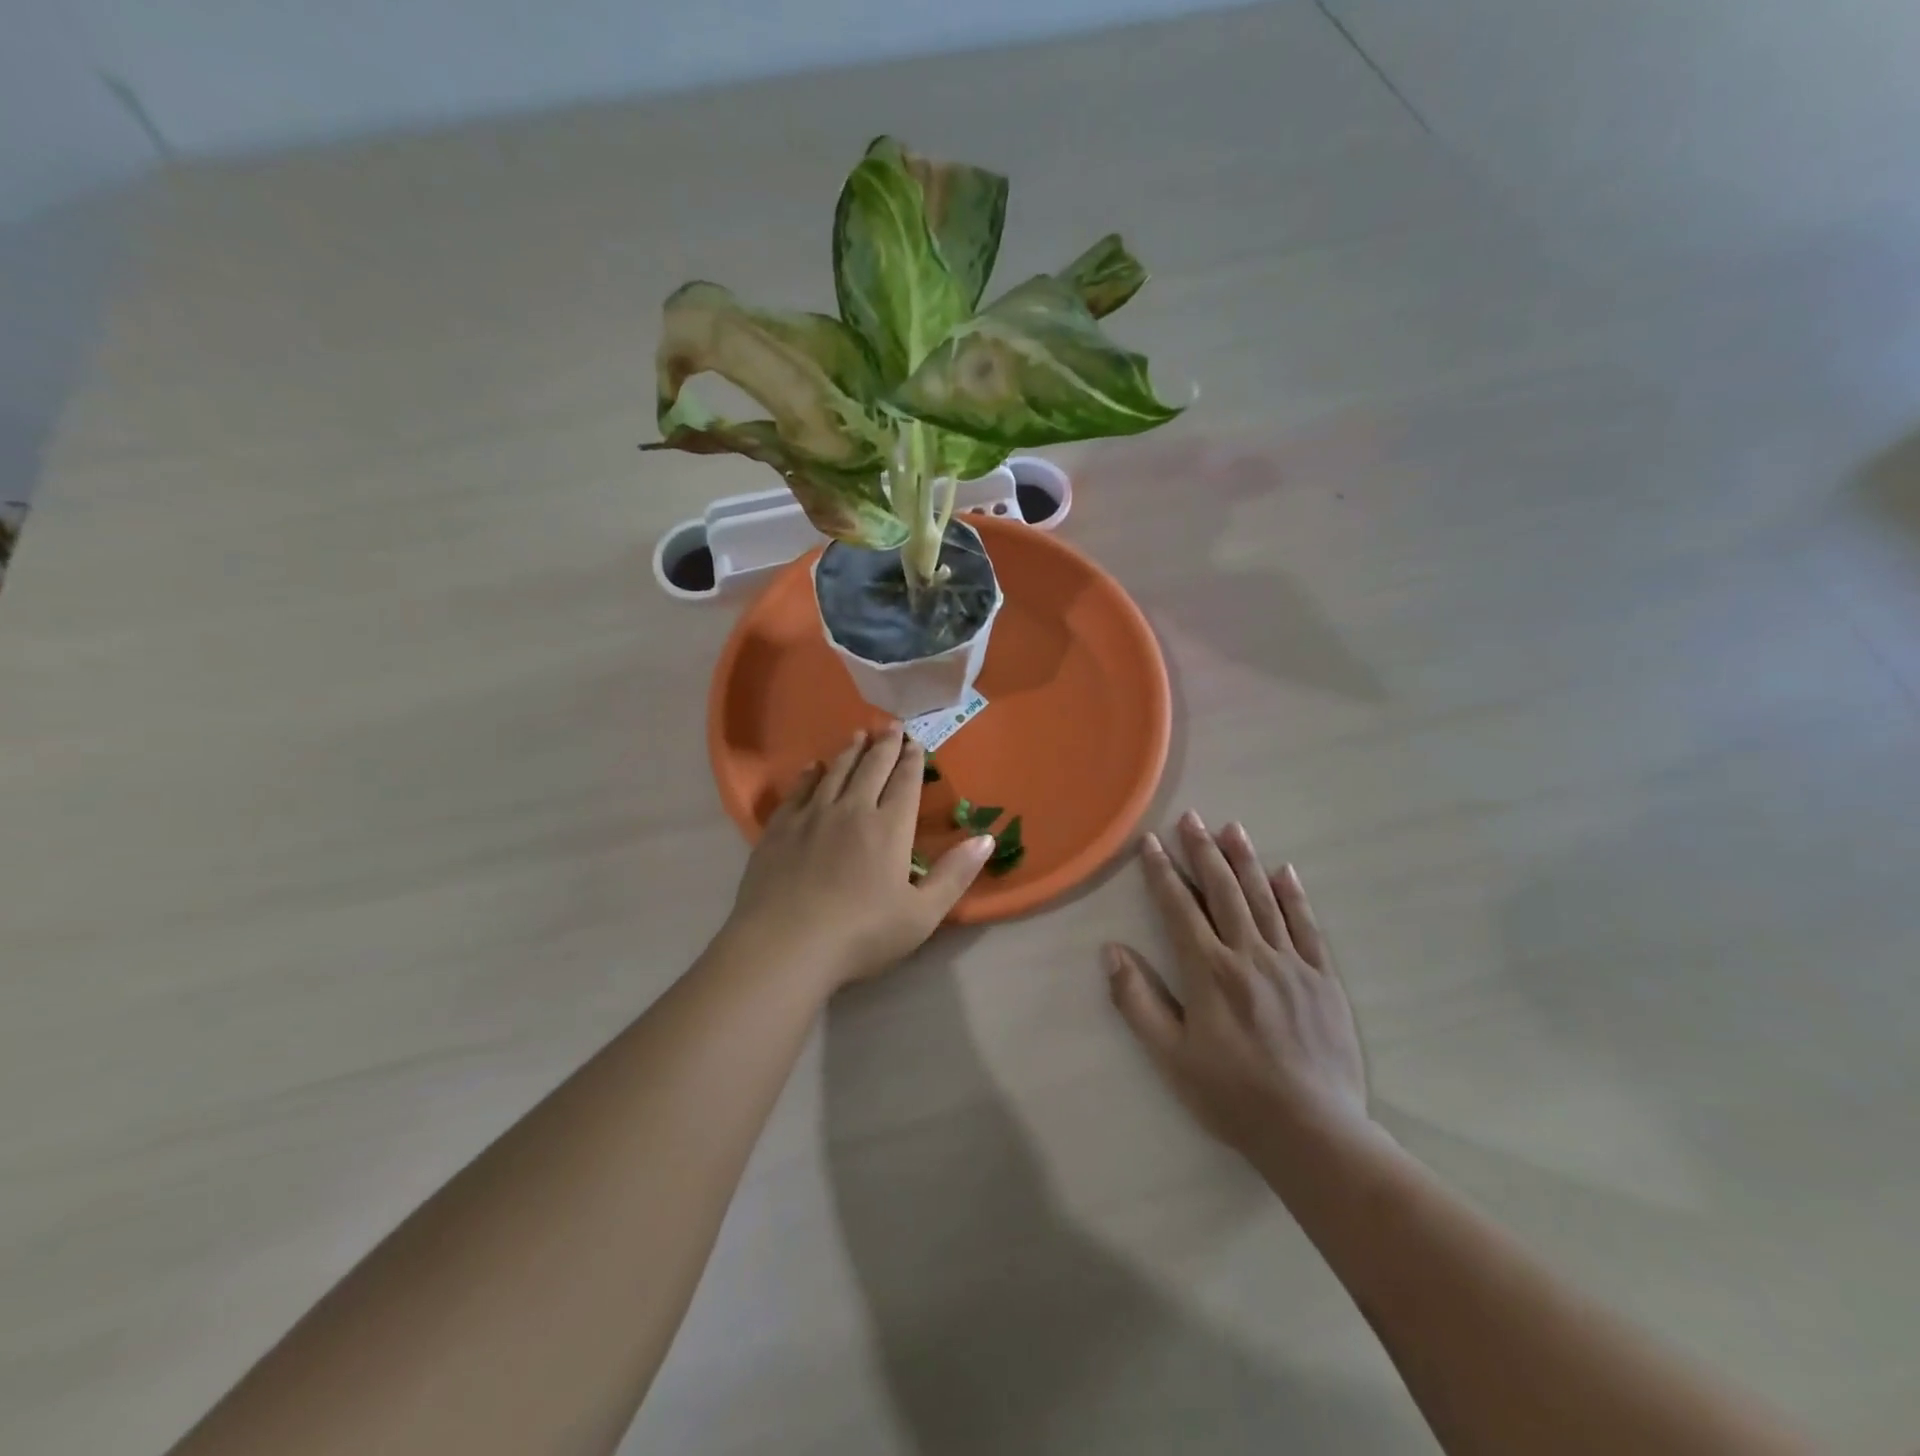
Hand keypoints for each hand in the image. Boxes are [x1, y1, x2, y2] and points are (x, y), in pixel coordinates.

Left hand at [724, 726, 995, 988]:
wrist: (785, 946)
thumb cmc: (861, 935)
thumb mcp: (922, 915)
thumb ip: (955, 875)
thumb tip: (987, 838)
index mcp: (889, 828)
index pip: (905, 783)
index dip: (913, 761)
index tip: (916, 742)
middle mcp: (852, 810)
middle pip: (872, 768)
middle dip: (885, 745)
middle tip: (891, 726)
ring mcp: (812, 816)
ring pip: (836, 772)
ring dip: (850, 751)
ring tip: (858, 734)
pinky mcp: (780, 829)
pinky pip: (799, 790)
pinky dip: (810, 774)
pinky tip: (814, 767)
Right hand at [1106, 812, 1372, 1161]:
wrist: (1313, 1132)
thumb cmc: (1232, 1095)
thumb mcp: (1170, 1056)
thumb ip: (1138, 1001)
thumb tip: (1112, 951)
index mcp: (1209, 971)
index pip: (1179, 908)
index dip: (1161, 872)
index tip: (1150, 842)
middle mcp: (1249, 955)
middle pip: (1223, 892)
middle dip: (1203, 852)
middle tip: (1191, 818)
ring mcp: (1291, 963)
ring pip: (1264, 900)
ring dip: (1245, 861)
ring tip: (1232, 828)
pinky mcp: (1323, 979)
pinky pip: (1307, 927)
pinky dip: (1293, 896)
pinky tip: (1285, 872)